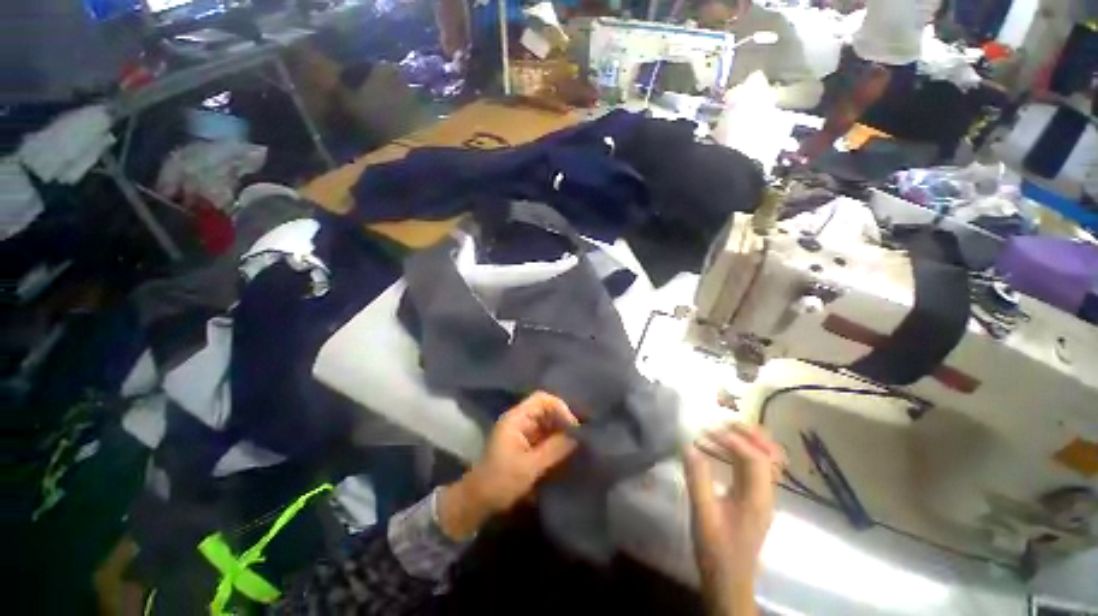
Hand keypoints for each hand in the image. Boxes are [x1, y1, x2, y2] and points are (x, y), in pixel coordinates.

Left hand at [438, 392, 578, 539]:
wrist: (477, 501)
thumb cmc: (500, 481)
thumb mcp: (529, 467)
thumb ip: (555, 449)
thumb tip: (578, 437)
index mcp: (516, 418)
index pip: (542, 399)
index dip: (560, 408)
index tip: (573, 427)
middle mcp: (520, 420)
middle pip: (546, 409)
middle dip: (563, 420)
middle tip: (579, 437)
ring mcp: (522, 431)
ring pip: (547, 422)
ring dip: (561, 431)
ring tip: (576, 445)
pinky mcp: (525, 443)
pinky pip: (545, 435)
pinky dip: (556, 441)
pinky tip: (566, 452)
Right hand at [684, 423, 782, 615]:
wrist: (728, 580)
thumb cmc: (715, 549)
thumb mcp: (702, 513)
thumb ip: (697, 478)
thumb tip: (689, 445)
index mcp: (757, 498)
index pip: (755, 459)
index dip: (734, 440)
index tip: (707, 431)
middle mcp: (766, 494)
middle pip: (769, 455)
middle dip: (748, 434)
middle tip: (721, 422)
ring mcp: (762, 496)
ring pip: (764, 460)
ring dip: (746, 441)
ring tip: (720, 430)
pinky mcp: (754, 499)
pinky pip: (754, 467)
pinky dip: (740, 452)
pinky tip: (721, 449)